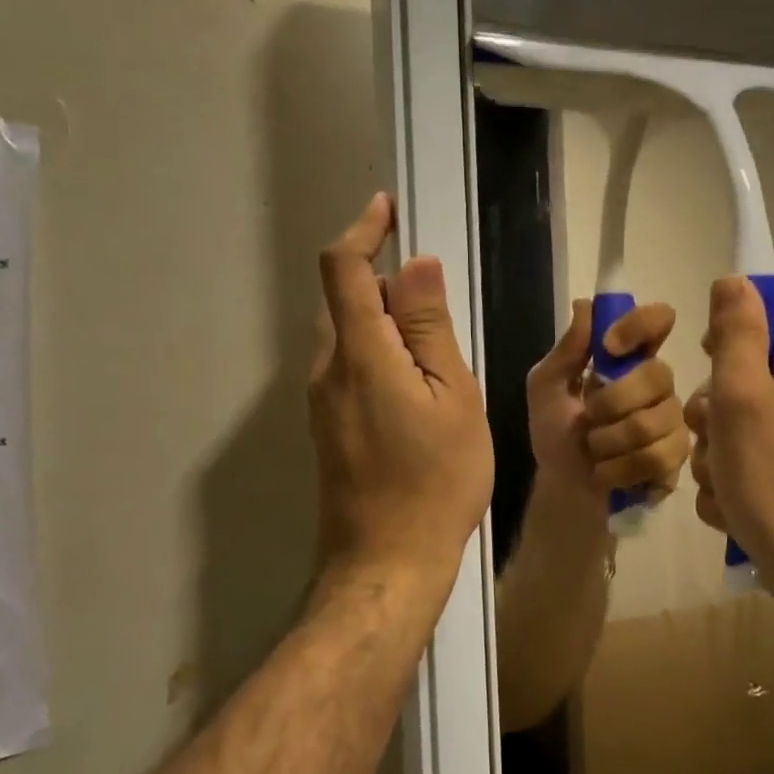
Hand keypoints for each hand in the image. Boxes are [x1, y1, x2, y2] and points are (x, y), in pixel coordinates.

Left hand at [309, 194, 492, 593]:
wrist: (387, 565)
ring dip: (383, 319)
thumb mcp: (452, 397)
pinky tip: (417, 383)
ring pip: (347, 335)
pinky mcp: (327, 427)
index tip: (388, 208)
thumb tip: (414, 265)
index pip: (344, 269)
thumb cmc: (436, 481)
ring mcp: (321, 402)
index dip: (363, 230)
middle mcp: (327, 369)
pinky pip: (349, 367)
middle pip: (344, 300)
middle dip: (382, 279)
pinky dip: (378, 351)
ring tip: (437, 344)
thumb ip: (429, 328)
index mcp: (359, 354)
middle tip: (435, 292)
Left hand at [526, 299, 688, 510]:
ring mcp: (672, 421)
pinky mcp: (676, 458)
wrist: (563, 490)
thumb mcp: (546, 388)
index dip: (640, 325)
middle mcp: (658, 384)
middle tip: (589, 418)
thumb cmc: (555, 433)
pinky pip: (659, 457)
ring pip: (657, 420)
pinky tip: (607, 473)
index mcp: (629, 358)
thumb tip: (585, 305)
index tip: (609, 347)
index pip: (657, 320)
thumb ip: (566, 350)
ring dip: (611, 441)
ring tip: (595, 451)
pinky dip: (621, 469)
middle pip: (658, 374)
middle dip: (613, 401)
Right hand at [685, 277, 773, 593]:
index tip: (705, 353)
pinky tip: (732, 498)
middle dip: (715, 396)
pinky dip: (733, 469)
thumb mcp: (742, 394)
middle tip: (711, 427)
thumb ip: (735, 332)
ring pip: (741, 411)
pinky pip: (751, 449)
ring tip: (720, 474)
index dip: (734, 320)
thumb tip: (734, 278)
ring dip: (716, 441)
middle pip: (750, 362)